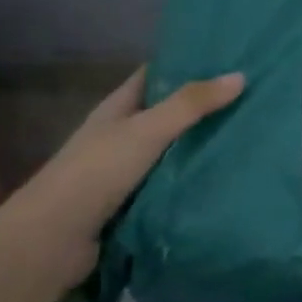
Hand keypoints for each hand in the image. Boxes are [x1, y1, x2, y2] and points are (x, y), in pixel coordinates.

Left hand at [0, 67, 244, 292]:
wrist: (51, 243)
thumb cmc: (96, 172)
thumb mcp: (147, 130)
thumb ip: (191, 104)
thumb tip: (240, 76)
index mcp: (118, 108)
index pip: (155, 75)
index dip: (187, 63)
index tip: (227, 58)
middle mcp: (121, 135)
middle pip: (167, 113)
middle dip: (203, 107)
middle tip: (251, 97)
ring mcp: (125, 172)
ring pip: (172, 151)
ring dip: (201, 146)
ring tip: (249, 135)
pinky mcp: (133, 205)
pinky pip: (171, 184)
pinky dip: (193, 180)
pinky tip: (226, 176)